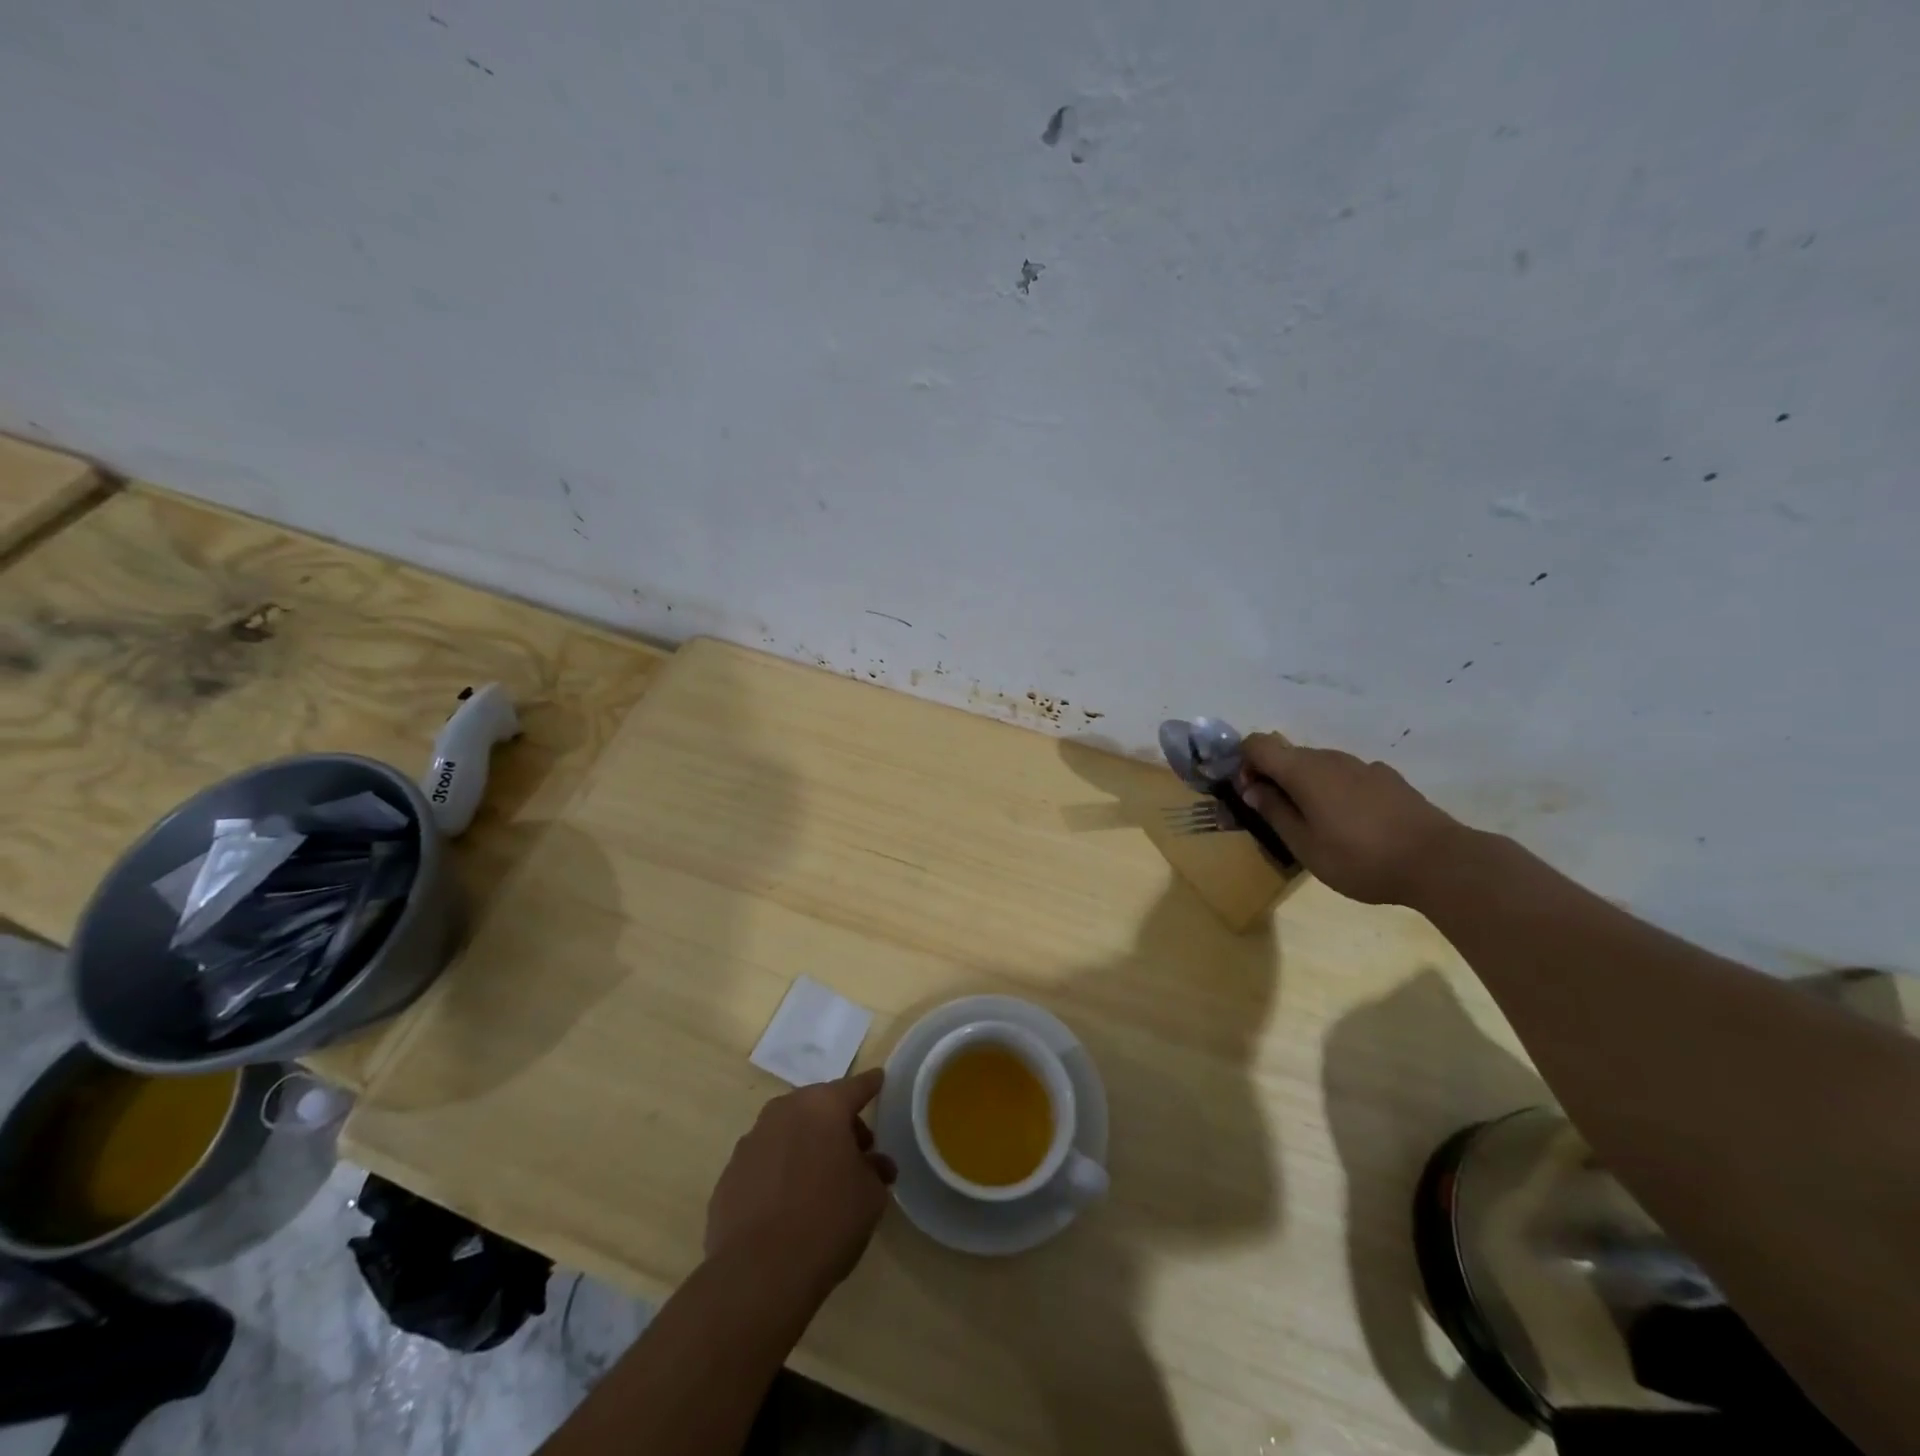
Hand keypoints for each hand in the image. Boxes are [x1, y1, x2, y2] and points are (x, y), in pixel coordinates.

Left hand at [705, 1068, 896, 1296]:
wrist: (757, 1274)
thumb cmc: (827, 1222)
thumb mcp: (870, 1196)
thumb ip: (875, 1170)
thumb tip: (873, 1164)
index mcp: (824, 1106)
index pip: (856, 1087)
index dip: (870, 1085)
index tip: (879, 1080)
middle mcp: (785, 1110)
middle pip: (819, 1106)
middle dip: (838, 1123)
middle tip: (856, 1153)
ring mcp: (752, 1140)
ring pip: (789, 1130)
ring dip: (806, 1144)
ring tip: (819, 1181)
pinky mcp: (729, 1174)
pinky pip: (765, 1161)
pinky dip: (779, 1170)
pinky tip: (787, 1203)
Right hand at [1237, 735, 1463, 905]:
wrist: (1440, 862)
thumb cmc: (1360, 858)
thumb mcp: (1305, 845)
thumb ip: (1274, 812)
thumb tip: (1252, 788)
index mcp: (1304, 770)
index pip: (1258, 744)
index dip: (1244, 763)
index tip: (1250, 794)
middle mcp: (1331, 758)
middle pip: (1288, 755)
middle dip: (1274, 779)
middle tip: (1278, 818)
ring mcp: (1363, 766)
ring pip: (1319, 766)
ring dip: (1305, 786)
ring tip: (1317, 826)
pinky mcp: (1388, 778)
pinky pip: (1346, 776)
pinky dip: (1335, 791)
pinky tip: (1352, 824)